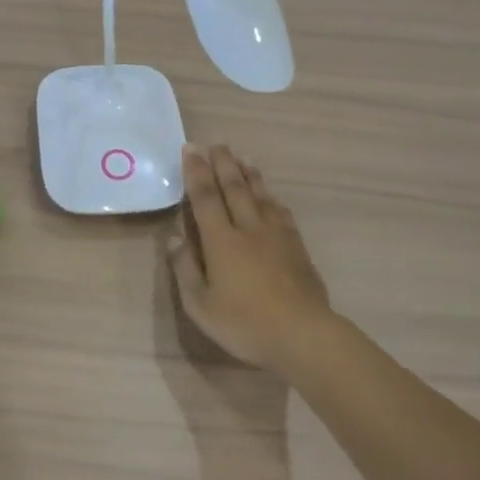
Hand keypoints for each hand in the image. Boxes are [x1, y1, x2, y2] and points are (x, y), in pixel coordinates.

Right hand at [169, 145, 335, 371]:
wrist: (303, 335)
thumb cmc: (245, 324)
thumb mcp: (201, 306)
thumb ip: (185, 270)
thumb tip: (175, 239)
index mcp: (221, 241)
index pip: (205, 198)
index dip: (196, 172)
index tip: (190, 149)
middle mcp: (248, 229)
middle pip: (234, 188)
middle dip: (223, 164)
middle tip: (215, 144)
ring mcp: (276, 236)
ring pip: (260, 196)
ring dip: (249, 174)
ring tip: (242, 157)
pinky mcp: (297, 247)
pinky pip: (281, 213)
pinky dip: (272, 198)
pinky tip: (271, 196)